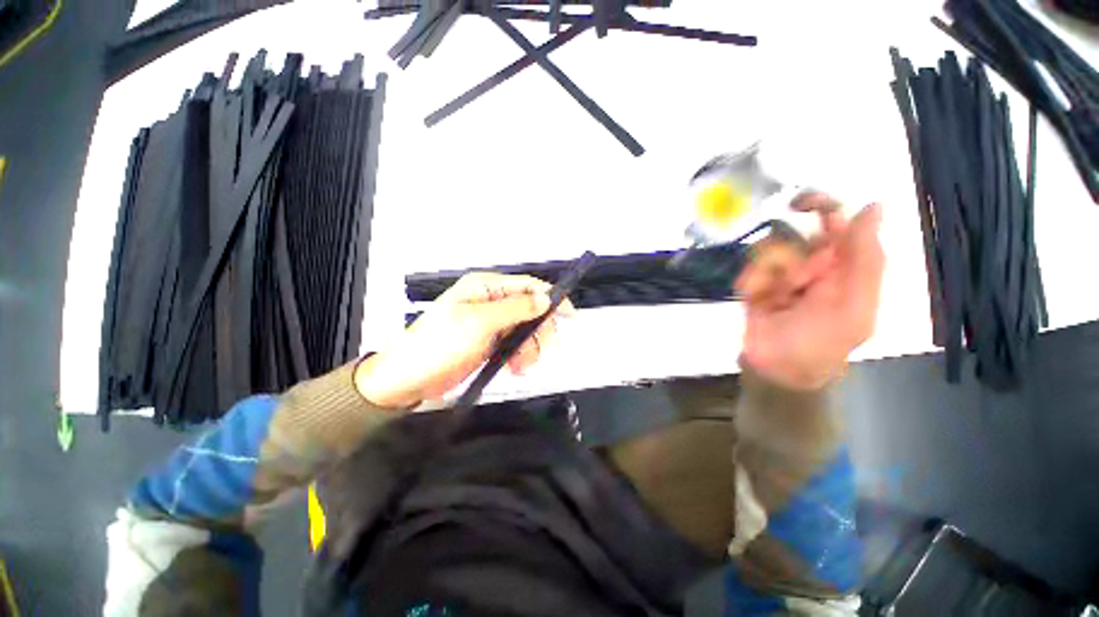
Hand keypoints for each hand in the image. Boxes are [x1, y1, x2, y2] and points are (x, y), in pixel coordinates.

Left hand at [355, 273, 575, 407]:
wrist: (411, 379)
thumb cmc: (440, 344)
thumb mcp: (480, 322)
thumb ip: (515, 309)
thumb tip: (545, 298)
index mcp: (486, 288)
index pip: (527, 286)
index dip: (550, 297)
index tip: (569, 314)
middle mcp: (491, 302)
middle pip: (531, 310)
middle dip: (539, 331)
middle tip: (543, 349)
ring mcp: (491, 324)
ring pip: (526, 330)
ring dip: (530, 348)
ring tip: (521, 365)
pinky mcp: (490, 343)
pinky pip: (516, 345)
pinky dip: (521, 356)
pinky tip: (515, 368)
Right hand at [735, 192, 883, 389]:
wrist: (776, 369)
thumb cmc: (822, 342)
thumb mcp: (853, 306)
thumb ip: (865, 258)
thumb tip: (873, 205)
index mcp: (844, 264)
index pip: (835, 220)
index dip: (819, 206)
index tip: (798, 205)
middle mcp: (812, 262)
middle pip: (793, 232)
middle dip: (788, 255)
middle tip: (790, 279)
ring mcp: (779, 273)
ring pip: (766, 250)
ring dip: (770, 274)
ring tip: (776, 300)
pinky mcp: (753, 283)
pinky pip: (748, 270)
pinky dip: (751, 283)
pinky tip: (756, 300)